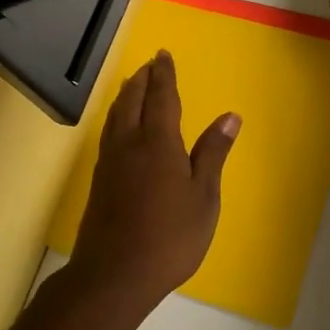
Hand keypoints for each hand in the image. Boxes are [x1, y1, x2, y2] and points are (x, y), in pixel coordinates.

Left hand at [68, 51, 239, 317]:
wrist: (114, 274)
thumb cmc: (170, 236)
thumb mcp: (204, 197)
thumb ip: (213, 154)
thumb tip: (230, 117)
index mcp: (158, 142)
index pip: (160, 96)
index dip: (163, 74)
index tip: (163, 55)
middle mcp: (129, 143)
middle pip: (132, 100)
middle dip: (142, 79)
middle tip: (150, 65)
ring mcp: (110, 162)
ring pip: (116, 116)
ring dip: (126, 95)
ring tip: (133, 86)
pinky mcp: (99, 180)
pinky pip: (108, 133)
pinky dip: (116, 117)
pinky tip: (120, 127)